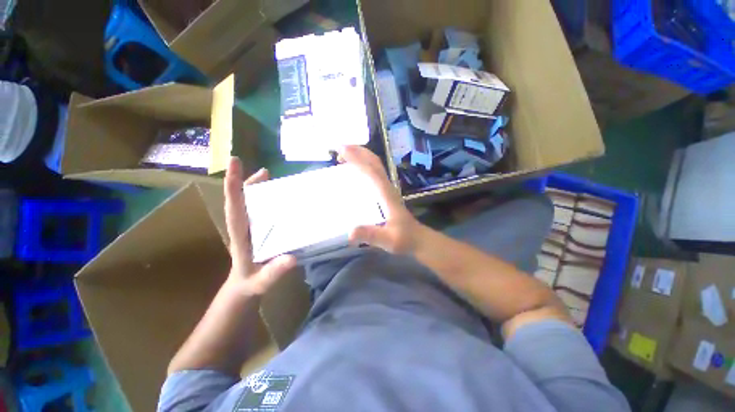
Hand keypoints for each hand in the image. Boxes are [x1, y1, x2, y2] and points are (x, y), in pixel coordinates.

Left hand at [224, 157, 296, 295]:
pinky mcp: (256, 231)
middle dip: (247, 182)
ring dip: (256, 188)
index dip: (234, 185)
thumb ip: (273, 272)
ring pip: (248, 203)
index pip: (234, 206)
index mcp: (240, 235)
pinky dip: (264, 200)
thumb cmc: (249, 283)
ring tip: (269, 177)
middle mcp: (242, 227)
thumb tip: (291, 258)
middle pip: (240, 199)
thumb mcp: (261, 281)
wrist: (243, 288)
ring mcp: (249, 228)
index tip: (235, 162)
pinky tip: (278, 198)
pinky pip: (258, 211)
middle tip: (265, 171)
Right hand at [338, 146, 425, 254]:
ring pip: (376, 167)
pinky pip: (375, 175)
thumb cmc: (404, 239)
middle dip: (359, 152)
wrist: (418, 240)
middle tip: (340, 147)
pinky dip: (364, 167)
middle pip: (375, 163)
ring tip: (345, 154)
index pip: (371, 172)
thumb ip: (371, 235)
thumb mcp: (388, 240)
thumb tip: (350, 232)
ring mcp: (387, 190)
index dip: (357, 160)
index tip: (342, 150)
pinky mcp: (386, 194)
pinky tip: (355, 172)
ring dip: (362, 157)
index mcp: (386, 195)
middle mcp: (387, 188)